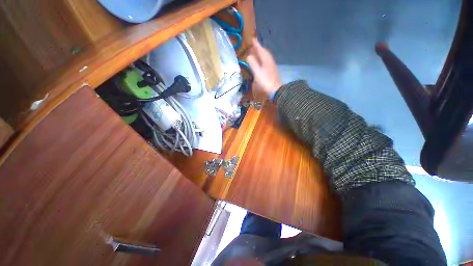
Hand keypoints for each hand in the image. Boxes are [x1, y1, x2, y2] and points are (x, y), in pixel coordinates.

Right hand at [246, 38, 281, 97]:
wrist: (274, 90)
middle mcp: (269, 61)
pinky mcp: (271, 70)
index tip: (252, 39)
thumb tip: (249, 56)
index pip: (260, 50)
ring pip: (266, 56)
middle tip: (253, 45)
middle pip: (264, 52)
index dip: (256, 44)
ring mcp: (271, 65)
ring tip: (256, 52)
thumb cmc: (265, 81)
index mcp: (266, 60)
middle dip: (259, 48)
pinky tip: (260, 62)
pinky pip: (266, 61)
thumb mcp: (257, 73)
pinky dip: (262, 59)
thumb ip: (253, 64)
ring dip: (261, 53)